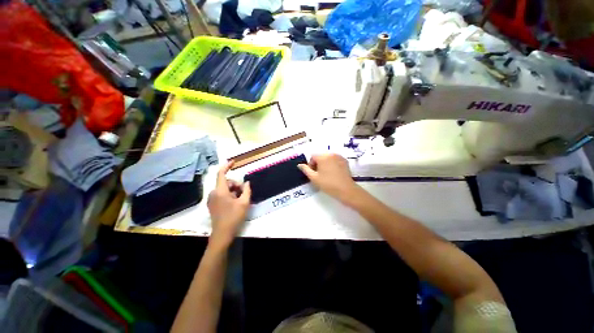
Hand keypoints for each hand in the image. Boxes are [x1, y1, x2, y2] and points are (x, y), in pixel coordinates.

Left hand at [207, 161, 250, 245]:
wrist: (222, 233)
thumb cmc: (234, 217)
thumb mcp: (244, 203)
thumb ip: (247, 190)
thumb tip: (247, 183)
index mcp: (220, 191)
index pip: (221, 174)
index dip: (227, 166)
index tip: (233, 162)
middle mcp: (213, 193)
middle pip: (226, 182)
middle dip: (236, 185)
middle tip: (244, 193)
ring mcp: (212, 199)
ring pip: (225, 189)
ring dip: (234, 191)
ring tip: (240, 200)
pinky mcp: (212, 204)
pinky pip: (222, 194)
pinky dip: (229, 195)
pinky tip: (235, 203)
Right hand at [297, 153, 360, 204]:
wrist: (346, 190)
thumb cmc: (328, 184)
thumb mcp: (314, 178)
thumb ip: (306, 170)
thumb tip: (299, 165)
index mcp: (323, 157)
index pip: (313, 156)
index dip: (311, 164)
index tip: (313, 173)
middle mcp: (331, 154)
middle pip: (320, 156)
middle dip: (318, 164)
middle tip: (319, 175)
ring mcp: (339, 157)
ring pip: (328, 158)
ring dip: (325, 164)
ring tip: (326, 174)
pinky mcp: (345, 161)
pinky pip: (335, 160)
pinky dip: (332, 164)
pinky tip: (333, 173)